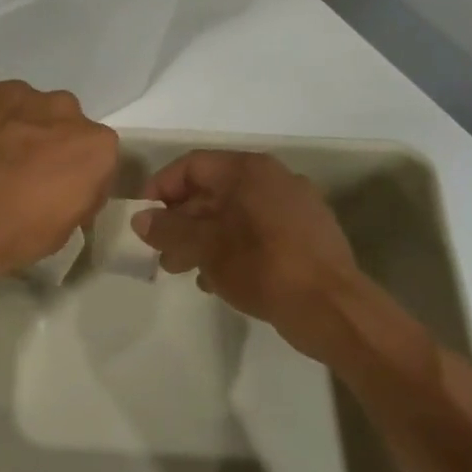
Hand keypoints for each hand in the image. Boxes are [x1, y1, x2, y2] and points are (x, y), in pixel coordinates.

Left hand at [0, 77, 118, 286]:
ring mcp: (12, 93)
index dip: (74, 174)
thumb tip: (64, 186)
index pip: (93, 154)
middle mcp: (60, 107)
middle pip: (58, 121)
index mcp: (93, 144)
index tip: (56, 193)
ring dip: (8, 127)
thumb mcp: (64, 230)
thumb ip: (76, 193)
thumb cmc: (12, 234)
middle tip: (18, 173)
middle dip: (43, 142)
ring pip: (19, 106)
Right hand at [132, 151, 362, 352]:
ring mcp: (295, 207)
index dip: (161, 188)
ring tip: (184, 270)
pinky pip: (257, 233)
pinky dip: (231, 248)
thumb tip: (141, 219)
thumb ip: (168, 229)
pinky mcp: (306, 236)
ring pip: (234, 215)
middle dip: (180, 221)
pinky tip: (219, 279)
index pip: (192, 165)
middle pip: (213, 190)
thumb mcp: (204, 247)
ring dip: (202, 239)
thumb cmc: (261, 266)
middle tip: (161, 252)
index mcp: (249, 171)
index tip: (144, 220)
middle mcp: (274, 179)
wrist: (330, 306)